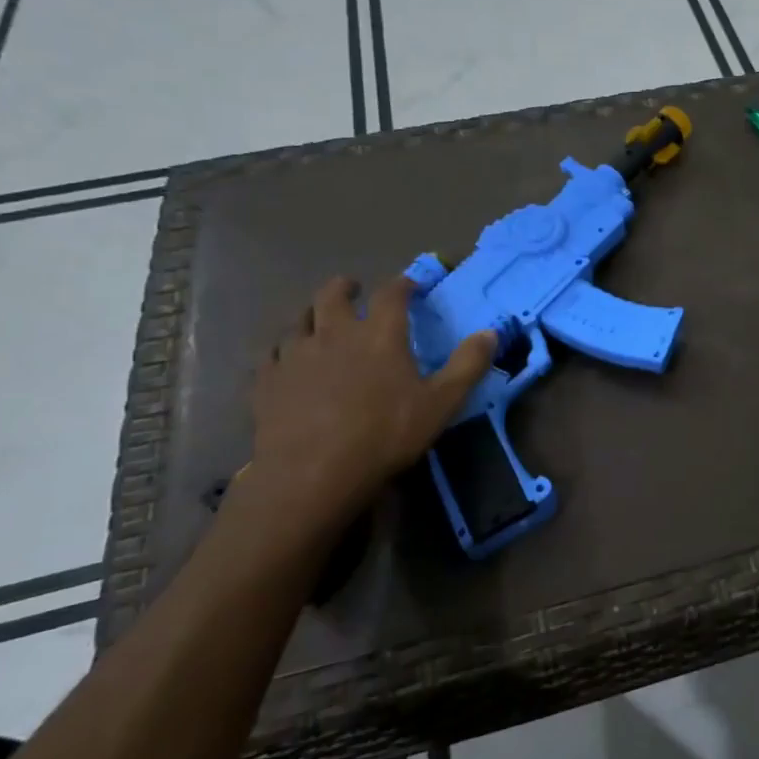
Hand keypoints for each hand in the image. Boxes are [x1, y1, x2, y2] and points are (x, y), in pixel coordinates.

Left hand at [245, 276, 495, 541]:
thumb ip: (468, 365)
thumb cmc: (385, 435)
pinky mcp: (267, 382)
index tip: (410, 284)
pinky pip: (271, 355)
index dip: (402, 284)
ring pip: (298, 321)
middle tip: (353, 289)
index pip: (391, 293)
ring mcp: (294, 355)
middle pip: (331, 295)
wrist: (313, 474)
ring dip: (312, 315)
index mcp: (378, 333)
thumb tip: (491, 332)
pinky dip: (282, 350)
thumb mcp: (441, 403)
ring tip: (319, 322)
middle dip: (345, 287)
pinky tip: (286, 361)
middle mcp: (333, 333)